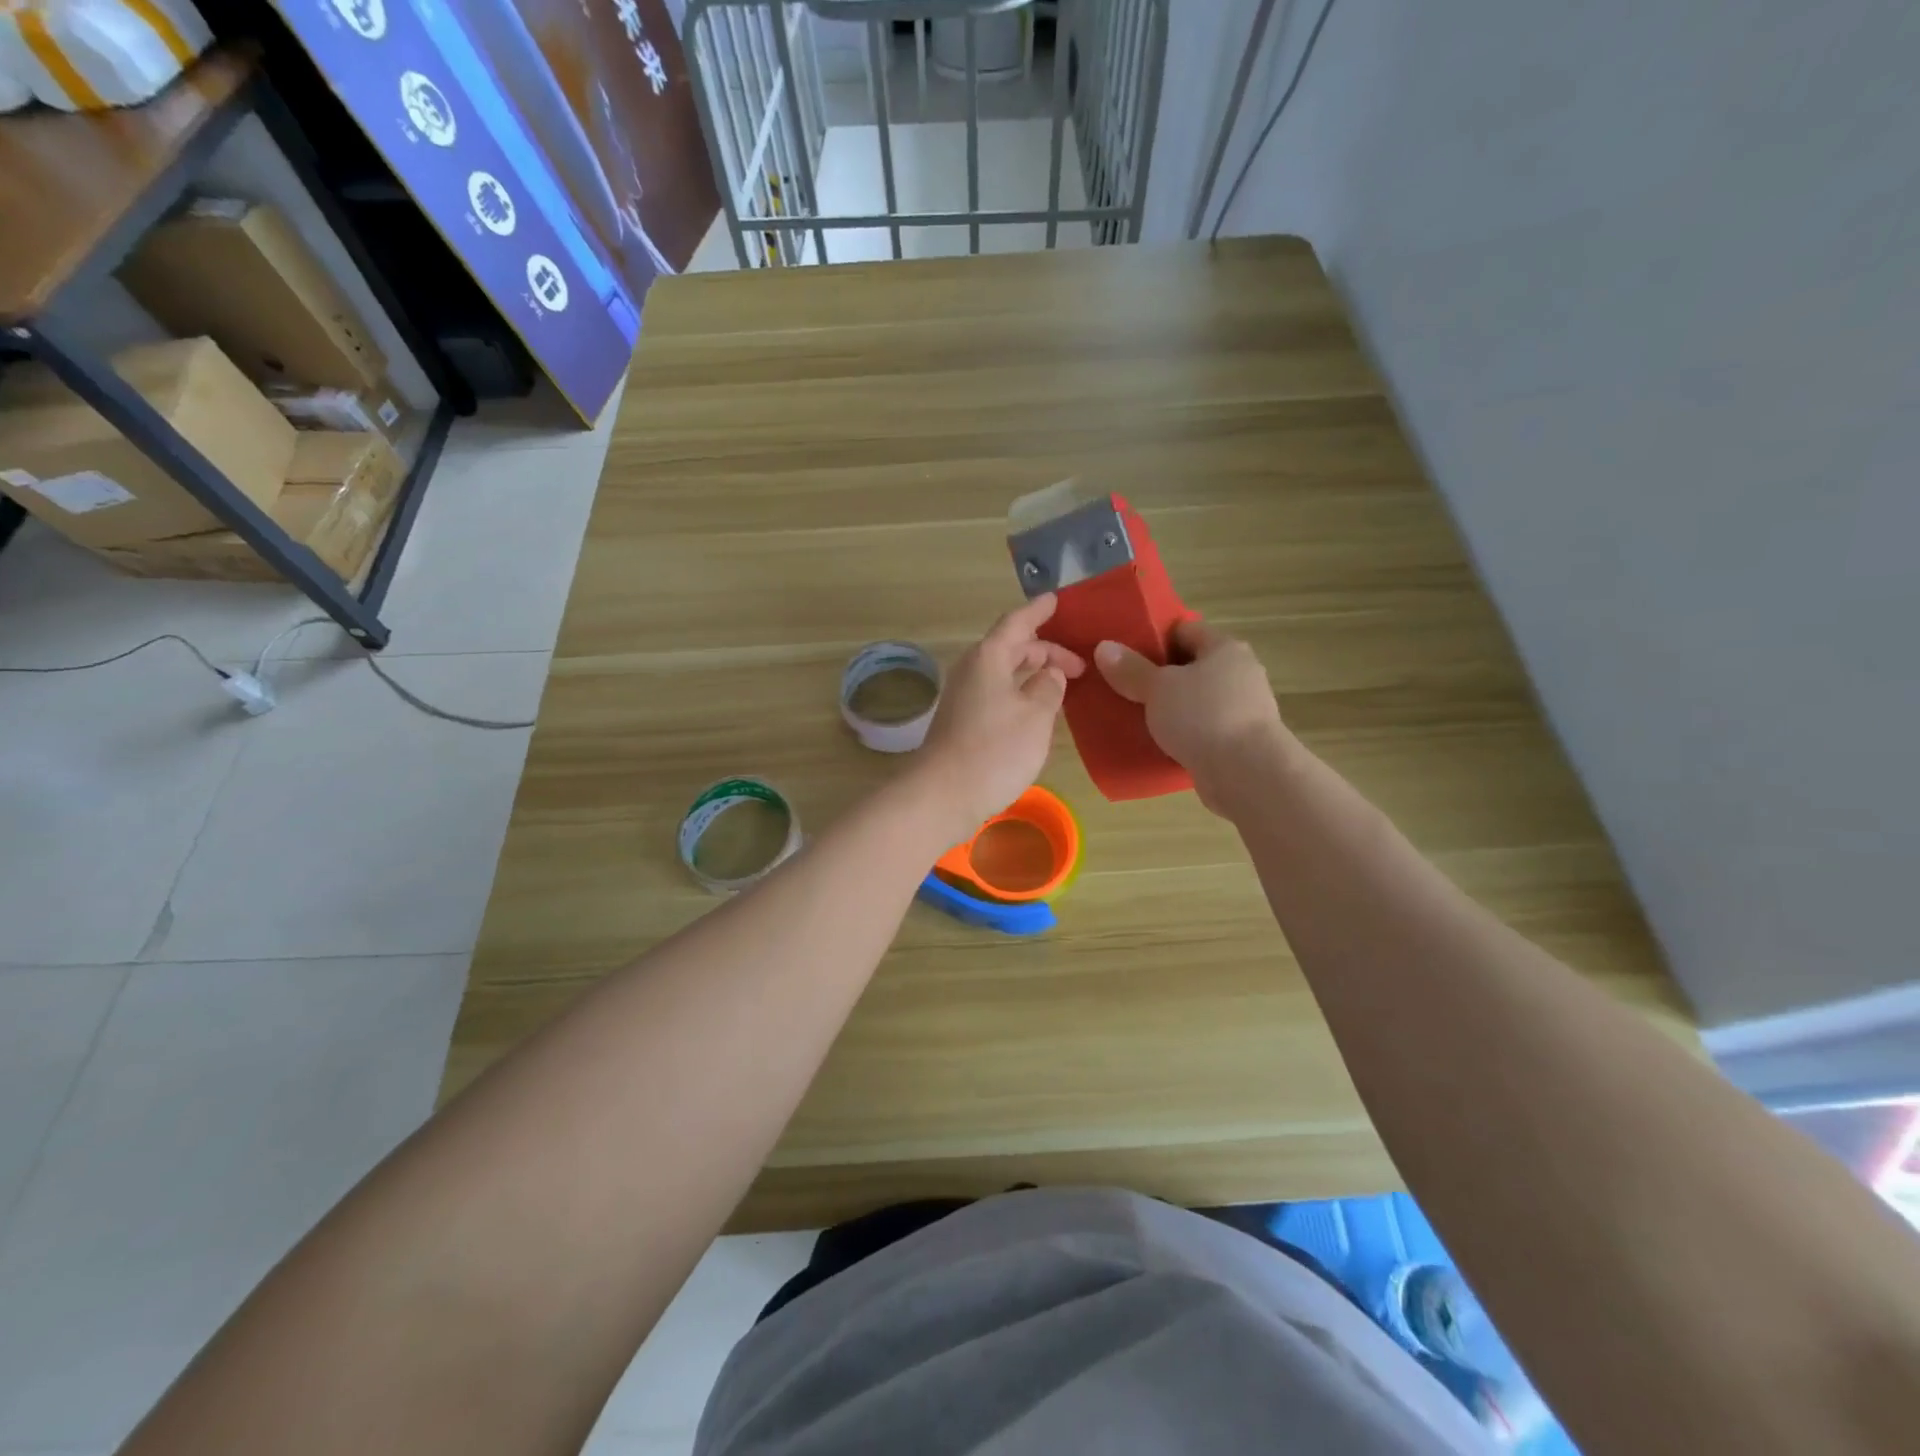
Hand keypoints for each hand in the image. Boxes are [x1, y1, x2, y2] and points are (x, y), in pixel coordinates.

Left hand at [915, 594, 1085, 835]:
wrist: (942, 795)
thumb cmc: (994, 750)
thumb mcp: (1035, 715)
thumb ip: (1049, 687)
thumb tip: (1049, 673)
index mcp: (989, 658)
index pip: (1017, 622)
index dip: (1039, 611)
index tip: (1057, 600)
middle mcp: (973, 671)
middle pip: (1012, 648)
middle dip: (1046, 651)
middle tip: (1079, 666)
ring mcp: (964, 697)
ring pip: (1004, 673)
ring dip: (1033, 675)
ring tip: (1062, 684)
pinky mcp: (963, 722)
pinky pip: (998, 694)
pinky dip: (1020, 694)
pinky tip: (1038, 711)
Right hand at [1094, 620, 1292, 815]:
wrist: (1248, 773)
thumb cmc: (1203, 716)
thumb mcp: (1158, 688)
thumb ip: (1130, 669)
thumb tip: (1104, 647)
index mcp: (1225, 648)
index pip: (1185, 630)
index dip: (1155, 637)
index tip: (1126, 652)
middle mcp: (1240, 673)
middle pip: (1193, 665)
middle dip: (1161, 675)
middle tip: (1126, 685)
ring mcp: (1244, 709)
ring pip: (1198, 699)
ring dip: (1173, 707)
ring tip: (1138, 716)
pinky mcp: (1241, 741)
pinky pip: (1205, 729)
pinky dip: (1185, 733)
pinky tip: (1161, 743)